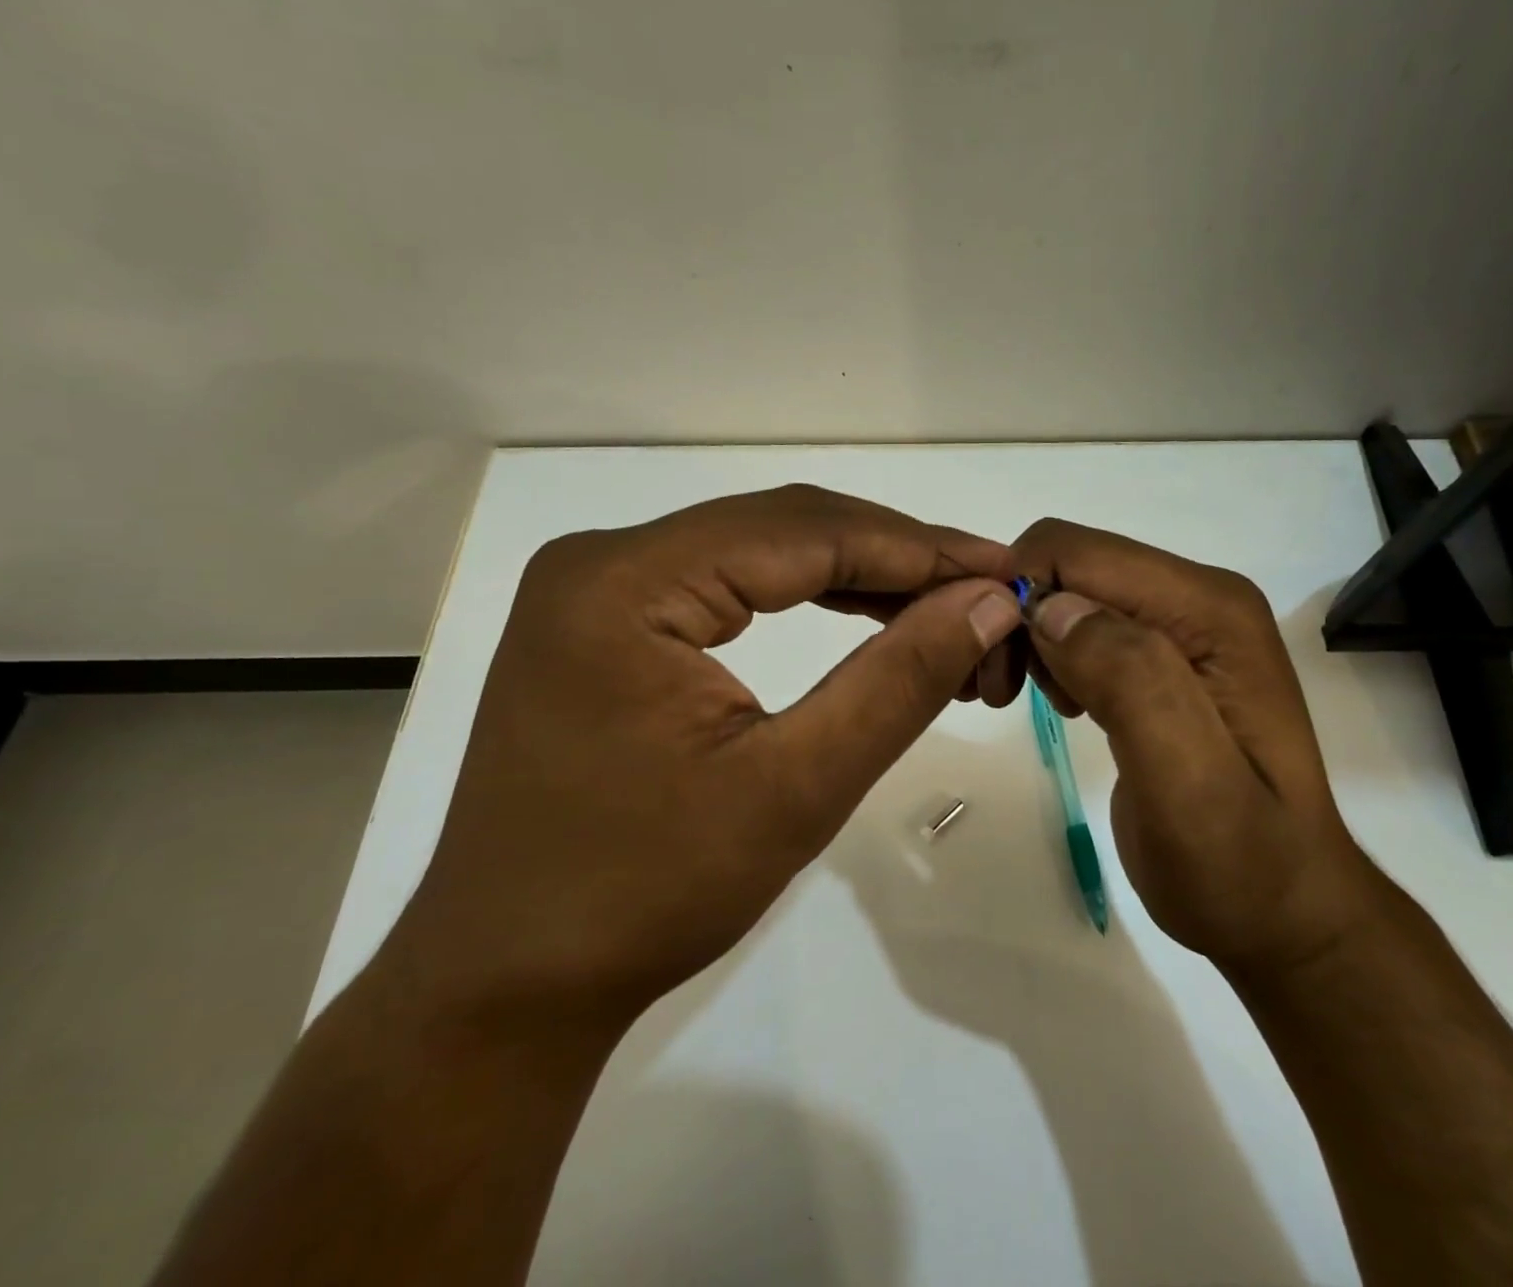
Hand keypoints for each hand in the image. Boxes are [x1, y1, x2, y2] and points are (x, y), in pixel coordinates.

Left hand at [386, 485, 1024, 1037]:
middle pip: (783, 528)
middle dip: (895, 558)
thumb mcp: (796, 786)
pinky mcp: (608, 620)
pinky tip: (870, 615)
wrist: (509, 983)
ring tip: (945, 610)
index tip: (1004, 571)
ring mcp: (601, 587)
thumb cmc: (646, 894)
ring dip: (859, 576)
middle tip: (986, 593)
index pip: (803, 531)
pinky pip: (730, 582)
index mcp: (626, 581)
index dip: (916, 548)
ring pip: (762, 550)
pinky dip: (809, 596)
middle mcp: (605, 559)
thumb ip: (900, 679)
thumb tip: (990, 602)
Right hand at [1010, 519, 1379, 976]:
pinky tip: (1065, 706)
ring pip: (1069, 593)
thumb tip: (1052, 609)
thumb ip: (1132, 683)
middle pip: (1070, 565)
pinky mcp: (1162, 657)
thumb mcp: (1190, 785)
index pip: (1079, 552)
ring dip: (1030, 639)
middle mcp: (1197, 599)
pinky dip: (1051, 656)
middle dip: (1020, 617)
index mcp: (1209, 609)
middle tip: (1005, 695)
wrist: (1282, 912)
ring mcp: (1181, 627)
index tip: (1000, 672)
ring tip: (1034, 705)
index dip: (1020, 594)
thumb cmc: (1238, 864)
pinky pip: (1083, 626)